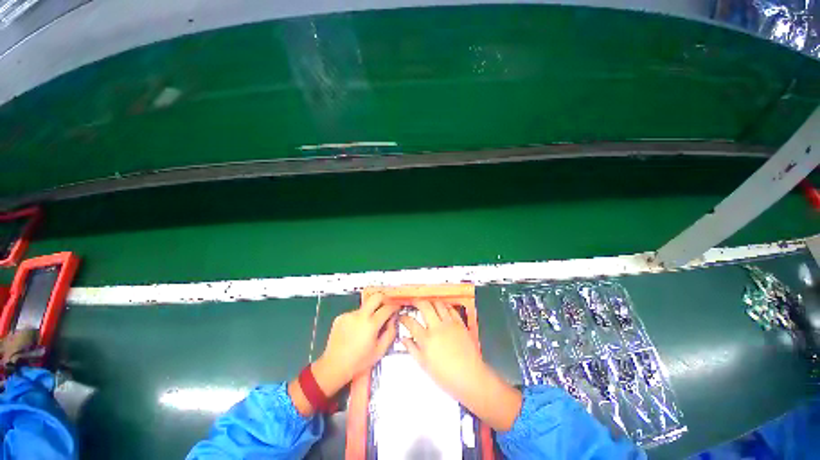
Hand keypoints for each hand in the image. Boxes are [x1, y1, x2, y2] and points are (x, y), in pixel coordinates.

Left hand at [289, 294, 398, 415]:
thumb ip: (390, 332)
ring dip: (370, 312)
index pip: (387, 308)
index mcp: (371, 324)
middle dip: (384, 298)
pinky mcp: (341, 316)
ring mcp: (349, 314)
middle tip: (387, 305)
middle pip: (376, 297)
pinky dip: (359, 318)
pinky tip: (356, 331)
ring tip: (368, 327)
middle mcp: (360, 315)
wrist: (334, 366)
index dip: (394, 306)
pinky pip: (355, 313)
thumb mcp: (380, 350)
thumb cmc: (359, 362)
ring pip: (365, 306)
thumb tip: (393, 319)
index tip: (397, 307)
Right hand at [401, 300, 521, 430]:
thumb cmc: (445, 376)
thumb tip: (403, 339)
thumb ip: (412, 349)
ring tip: (427, 303)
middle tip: (413, 302)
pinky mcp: (460, 324)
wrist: (470, 377)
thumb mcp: (424, 365)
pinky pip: (451, 309)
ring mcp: (450, 324)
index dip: (404, 317)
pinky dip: (445, 306)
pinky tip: (442, 307)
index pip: (411, 323)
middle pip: (424, 306)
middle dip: (416, 301)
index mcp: (426, 340)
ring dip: (431, 301)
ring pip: (438, 304)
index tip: (401, 316)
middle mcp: (437, 328)